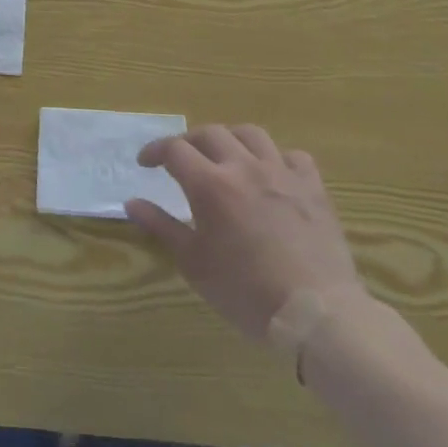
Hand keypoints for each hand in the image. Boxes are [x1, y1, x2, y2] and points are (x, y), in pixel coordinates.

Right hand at [126, 126, 362, 340]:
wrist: (316, 313)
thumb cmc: (245, 292)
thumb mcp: (194, 264)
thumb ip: (161, 226)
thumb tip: (131, 202)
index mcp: (210, 184)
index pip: (174, 150)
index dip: (155, 151)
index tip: (145, 163)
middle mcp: (244, 167)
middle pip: (210, 133)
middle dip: (189, 141)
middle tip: (181, 160)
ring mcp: (282, 174)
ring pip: (251, 134)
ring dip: (231, 139)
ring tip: (225, 157)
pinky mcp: (313, 188)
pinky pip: (293, 156)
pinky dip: (277, 158)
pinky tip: (272, 175)